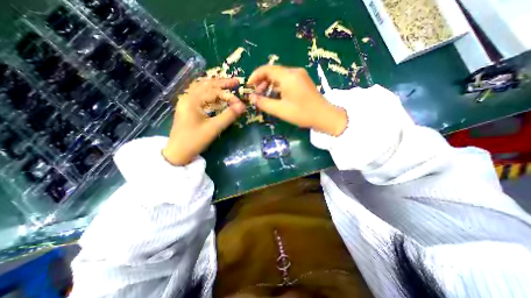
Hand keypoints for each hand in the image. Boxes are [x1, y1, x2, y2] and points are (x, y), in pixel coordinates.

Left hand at [163, 78, 244, 165]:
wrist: (177, 152)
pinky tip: (216, 95)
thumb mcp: (213, 128)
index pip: (214, 92)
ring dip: (215, 86)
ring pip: (202, 88)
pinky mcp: (188, 108)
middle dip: (222, 83)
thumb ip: (228, 116)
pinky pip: (200, 95)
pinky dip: (210, 93)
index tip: (240, 104)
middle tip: (236, 82)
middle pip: (206, 84)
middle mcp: (188, 97)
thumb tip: (243, 106)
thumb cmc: (194, 141)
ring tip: (227, 85)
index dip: (229, 96)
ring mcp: (186, 102)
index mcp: (192, 100)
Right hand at [246, 65, 346, 135]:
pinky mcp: (302, 81)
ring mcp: (300, 76)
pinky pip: (286, 80)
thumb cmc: (302, 113)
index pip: (266, 69)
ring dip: (269, 85)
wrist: (324, 116)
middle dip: (262, 82)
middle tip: (256, 94)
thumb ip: (264, 103)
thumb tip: (251, 97)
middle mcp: (294, 72)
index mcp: (288, 76)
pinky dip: (278, 86)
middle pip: (273, 72)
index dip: (255, 76)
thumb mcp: (280, 110)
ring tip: (264, 96)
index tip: (248, 86)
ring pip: (279, 76)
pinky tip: (275, 96)